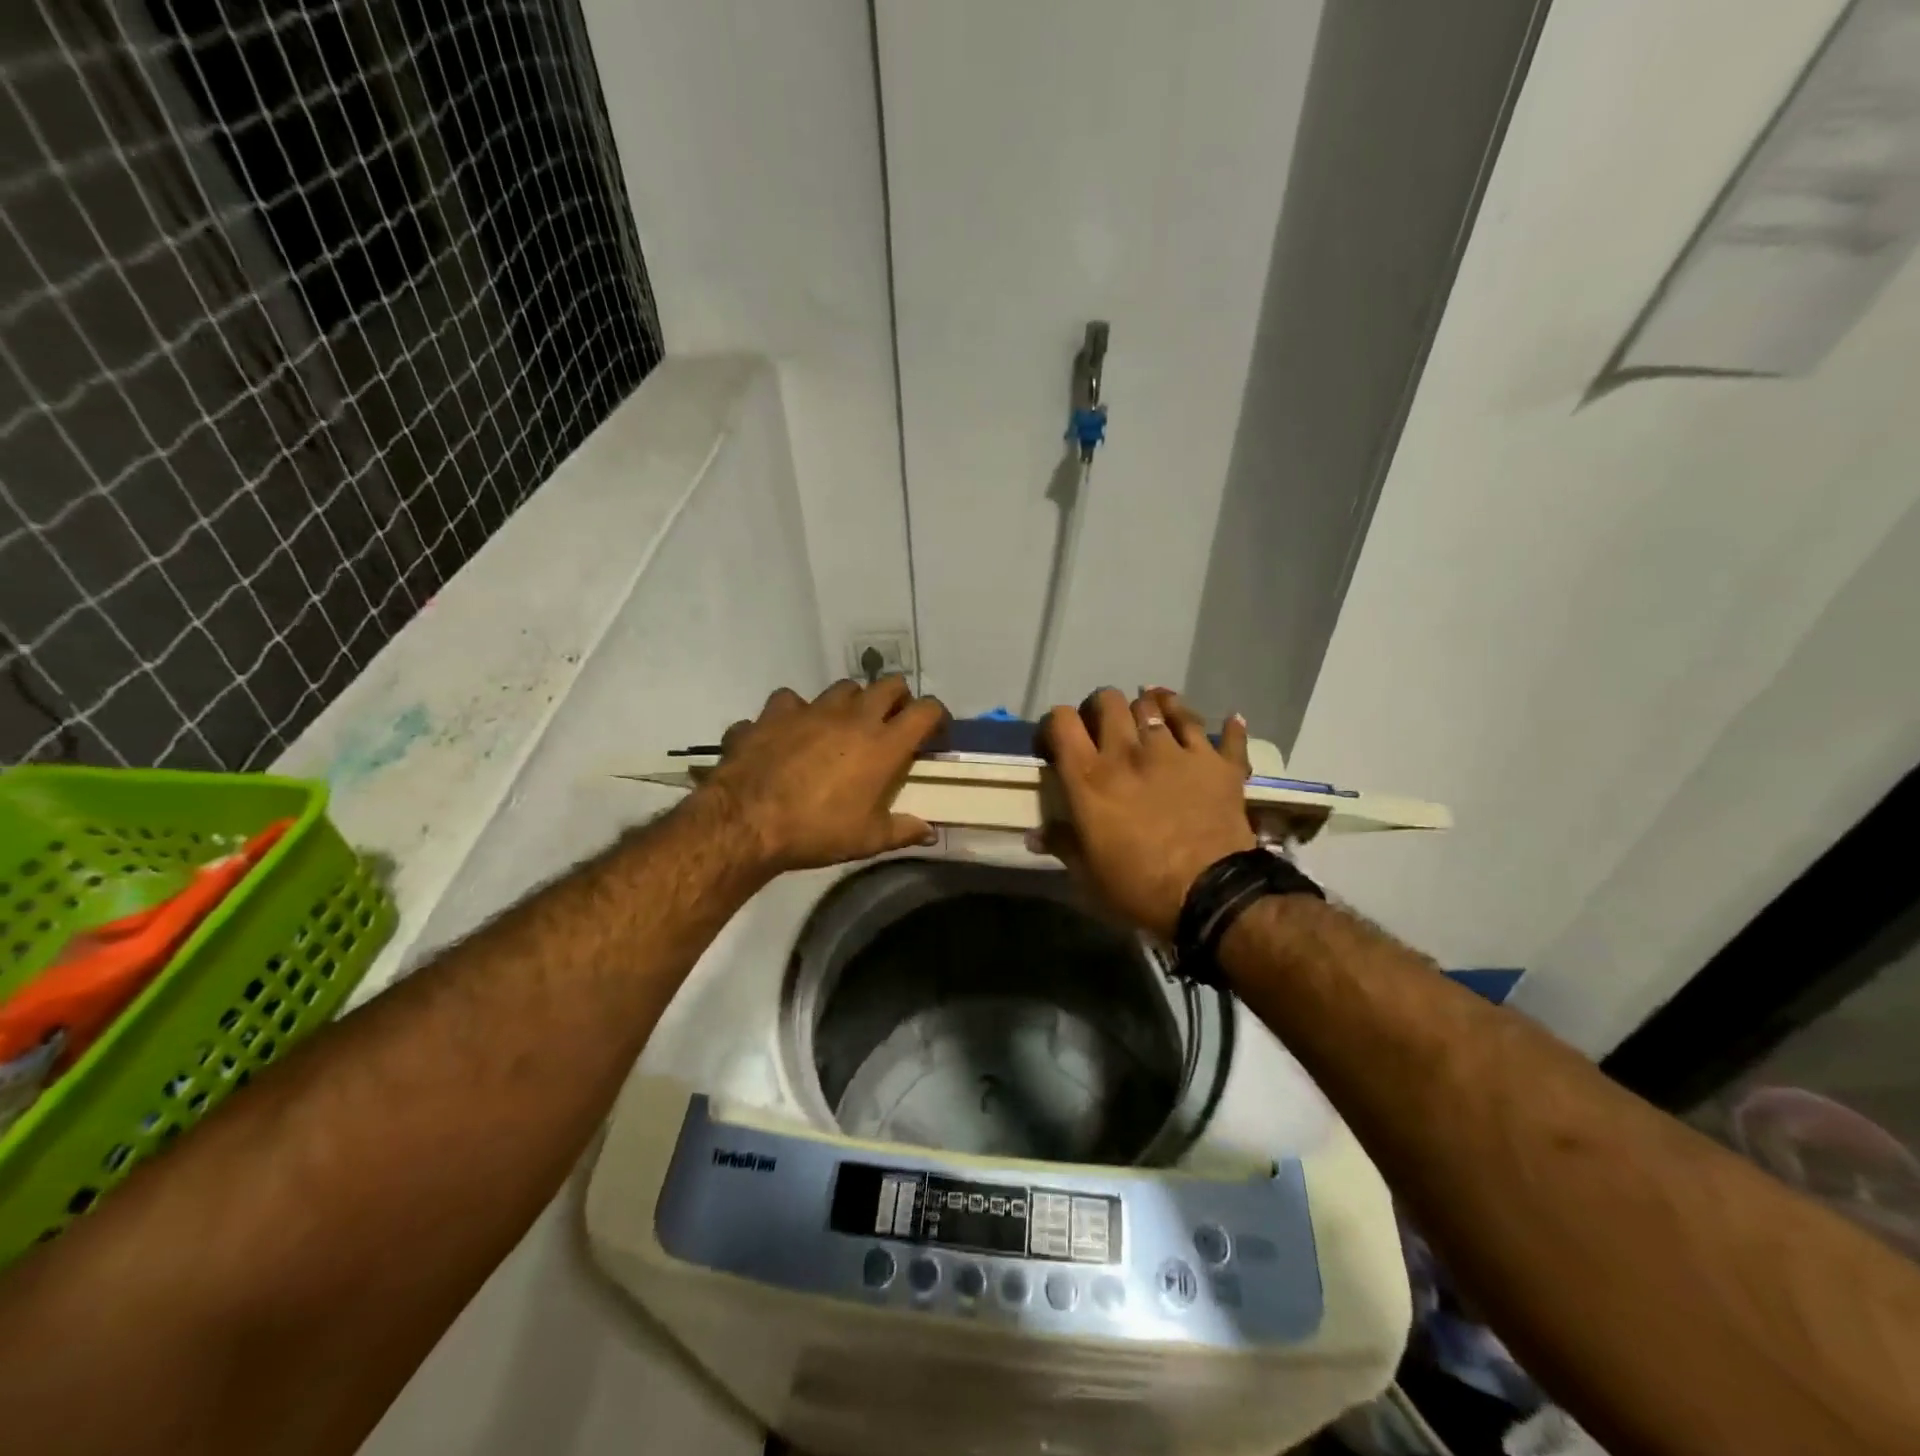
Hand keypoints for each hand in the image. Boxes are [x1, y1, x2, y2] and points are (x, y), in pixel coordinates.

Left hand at [697, 678, 949, 874]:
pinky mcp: (775, 712)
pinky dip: (794, 713)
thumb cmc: (817, 831)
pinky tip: (788, 731)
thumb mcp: (868, 840)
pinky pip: (790, 701)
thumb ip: (903, 831)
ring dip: (850, 702)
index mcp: (884, 744)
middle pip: (889, 685)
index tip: (934, 734)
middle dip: (897, 699)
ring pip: (843, 687)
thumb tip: (930, 833)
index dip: (938, 717)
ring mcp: (812, 709)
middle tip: (891, 725)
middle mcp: (853, 716)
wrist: (748, 821)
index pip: (926, 710)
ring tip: (842, 726)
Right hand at [1033, 688, 1254, 939]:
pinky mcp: (1218, 763)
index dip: (1055, 725)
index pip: (1062, 721)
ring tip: (1154, 719)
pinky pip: (1224, 732)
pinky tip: (1227, 721)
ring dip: (1153, 707)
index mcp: (1090, 777)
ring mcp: (1177, 752)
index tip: (1057, 744)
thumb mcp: (1087, 874)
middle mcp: (1129, 751)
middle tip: (1103, 730)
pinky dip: (1226, 726)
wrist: (1210, 895)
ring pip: (1159, 703)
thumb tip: (1034, 835)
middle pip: (1109, 700)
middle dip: (1101, 708)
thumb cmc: (1138, 886)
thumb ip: (1062, 844)